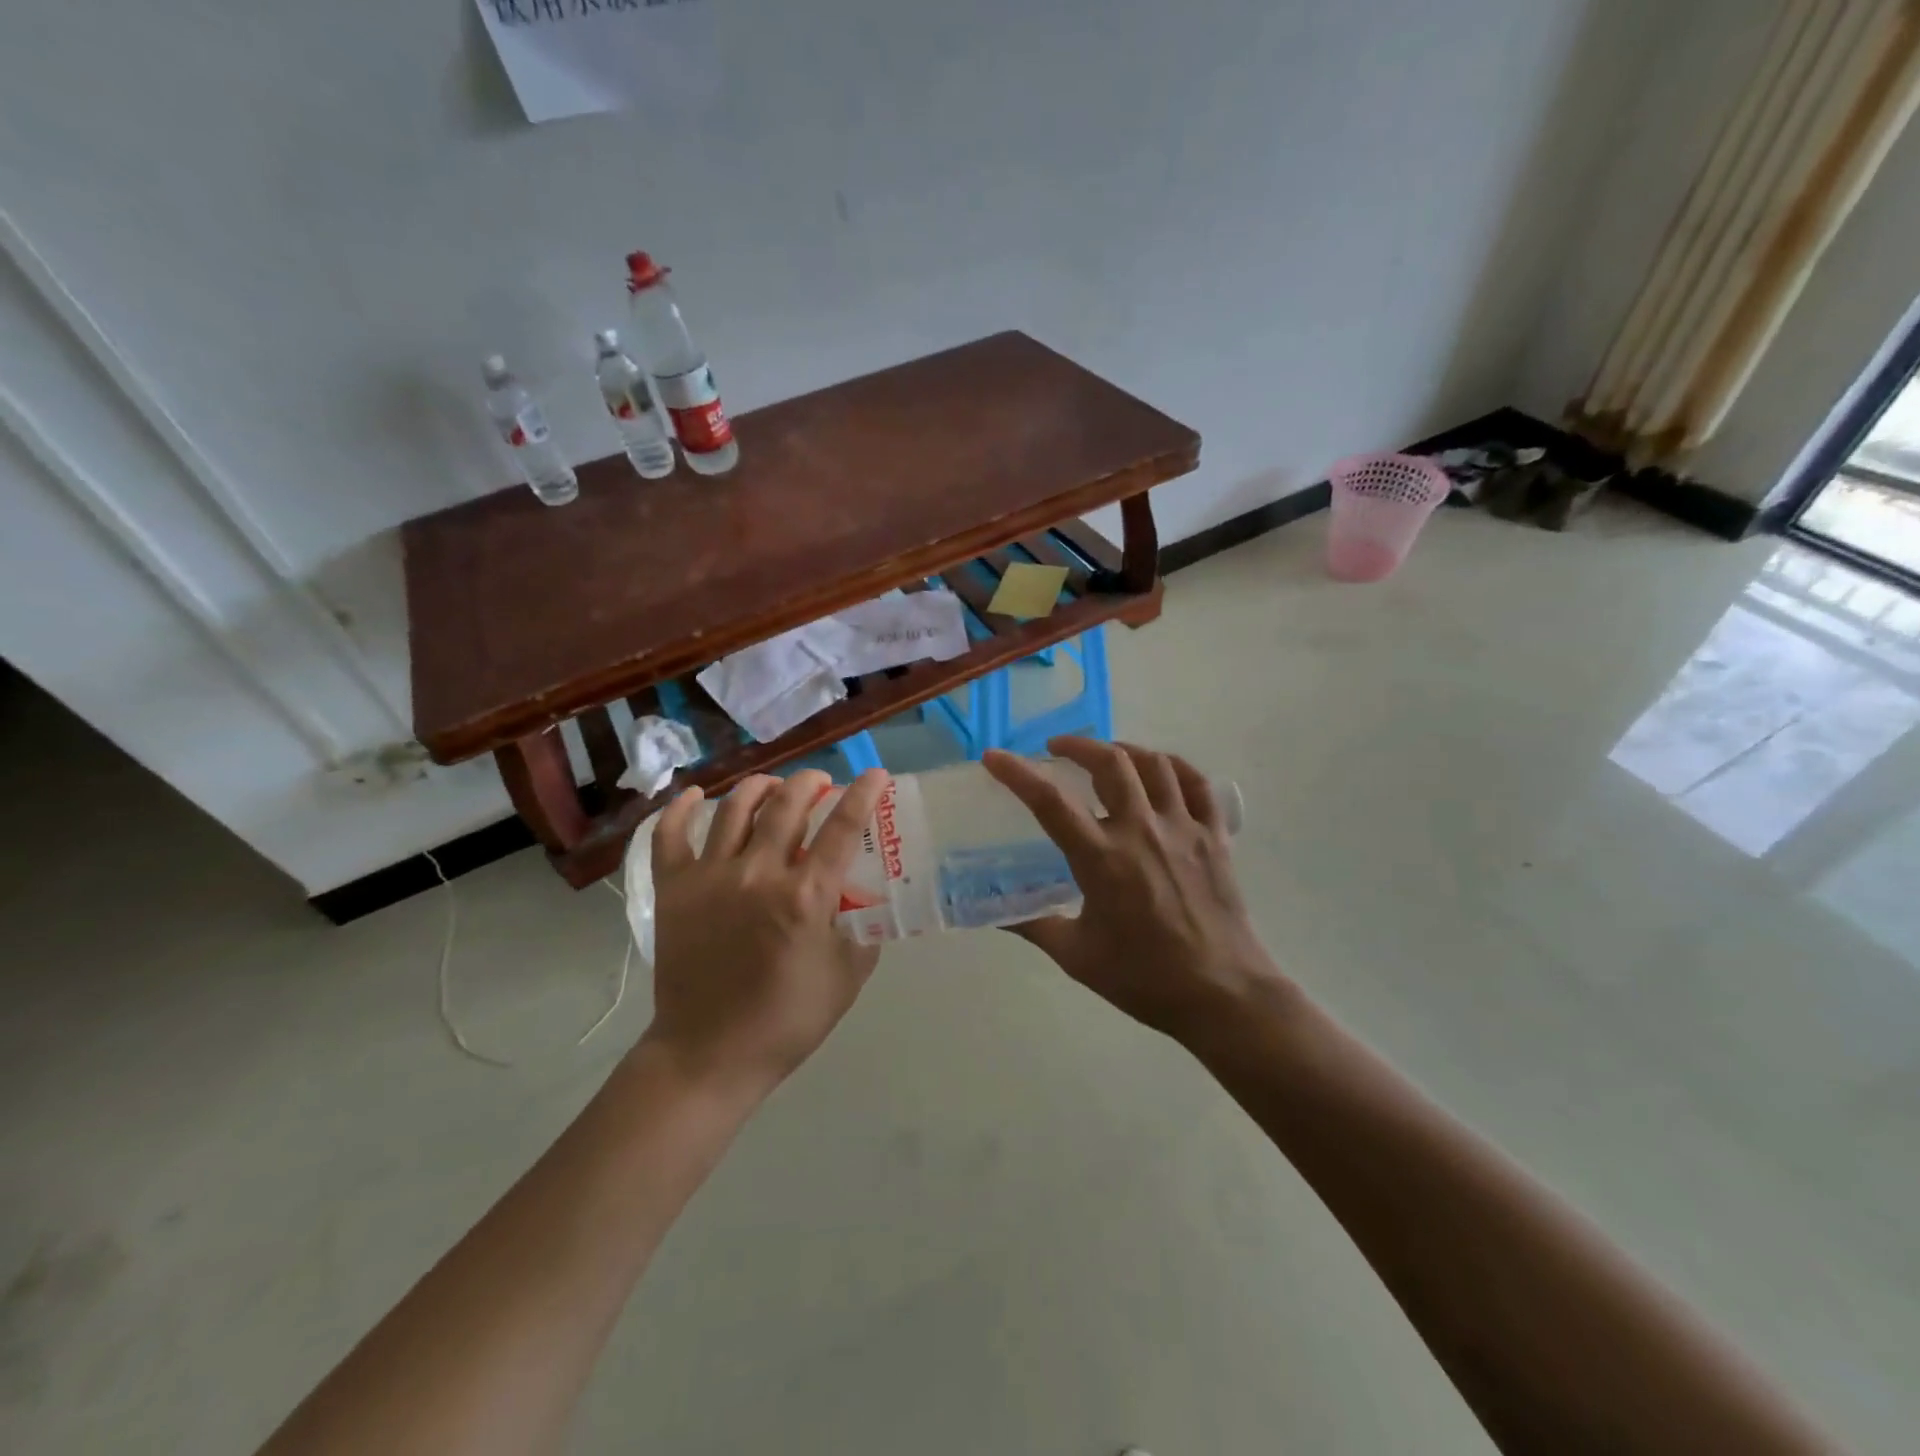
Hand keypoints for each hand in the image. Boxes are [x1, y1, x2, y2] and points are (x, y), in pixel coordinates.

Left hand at [644, 767, 890, 1095]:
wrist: (708, 1055)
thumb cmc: (785, 1021)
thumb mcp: (846, 978)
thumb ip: (863, 930)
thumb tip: (866, 899)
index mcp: (806, 896)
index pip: (843, 827)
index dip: (863, 794)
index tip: (876, 775)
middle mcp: (758, 873)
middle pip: (787, 804)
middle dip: (811, 781)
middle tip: (821, 782)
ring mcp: (710, 877)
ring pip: (735, 809)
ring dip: (760, 786)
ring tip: (772, 786)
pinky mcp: (673, 889)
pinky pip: (670, 835)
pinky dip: (680, 809)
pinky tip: (695, 796)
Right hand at [983, 738, 1289, 1046]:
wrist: (1222, 995)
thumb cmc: (1144, 979)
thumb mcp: (1076, 956)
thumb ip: (1034, 926)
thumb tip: (996, 911)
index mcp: (1102, 860)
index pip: (1050, 803)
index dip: (1017, 773)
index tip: (994, 757)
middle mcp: (1141, 831)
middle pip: (1110, 764)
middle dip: (1078, 745)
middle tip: (1057, 748)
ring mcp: (1183, 829)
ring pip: (1154, 764)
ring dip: (1124, 749)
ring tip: (1106, 754)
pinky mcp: (1214, 836)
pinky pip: (1197, 784)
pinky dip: (1174, 767)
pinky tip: (1159, 770)